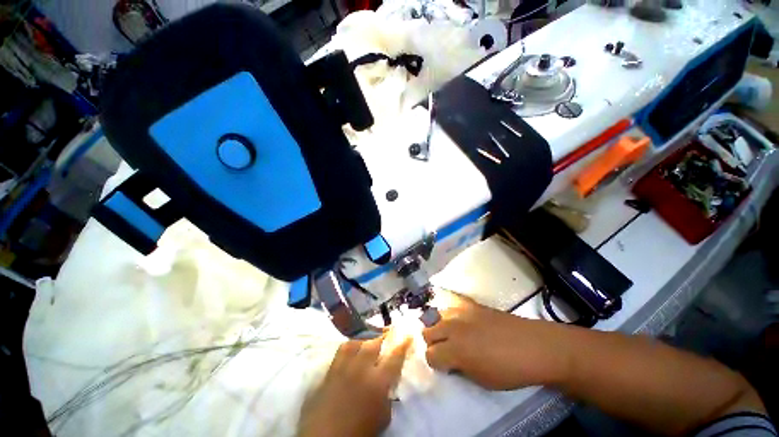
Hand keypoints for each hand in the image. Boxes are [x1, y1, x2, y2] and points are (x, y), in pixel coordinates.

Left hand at [298, 334, 410, 436]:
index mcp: (378, 382)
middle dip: (383, 338)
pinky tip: (353, 350)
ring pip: (357, 342)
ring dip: (366, 340)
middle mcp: (361, 368)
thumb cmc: (359, 431)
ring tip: (370, 343)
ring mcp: (344, 367)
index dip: (403, 345)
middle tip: (388, 336)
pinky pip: (342, 349)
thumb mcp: (382, 417)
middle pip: (374, 344)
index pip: (395, 358)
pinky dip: (350, 346)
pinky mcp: (330, 369)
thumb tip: (388, 383)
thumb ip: (387, 396)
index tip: (409, 335)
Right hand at [423, 293, 568, 389]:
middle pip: (426, 331)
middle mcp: (452, 327)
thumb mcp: (481, 380)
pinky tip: (459, 320)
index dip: (435, 362)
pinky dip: (450, 313)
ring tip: (452, 334)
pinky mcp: (471, 304)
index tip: (445, 366)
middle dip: (433, 343)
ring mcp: (461, 312)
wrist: (534, 346)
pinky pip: (452, 304)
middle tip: (446, 350)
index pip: (429, 354)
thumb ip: (459, 368)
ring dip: (439, 326)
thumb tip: (450, 361)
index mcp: (455, 350)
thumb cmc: (510, 370)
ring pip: (436, 316)